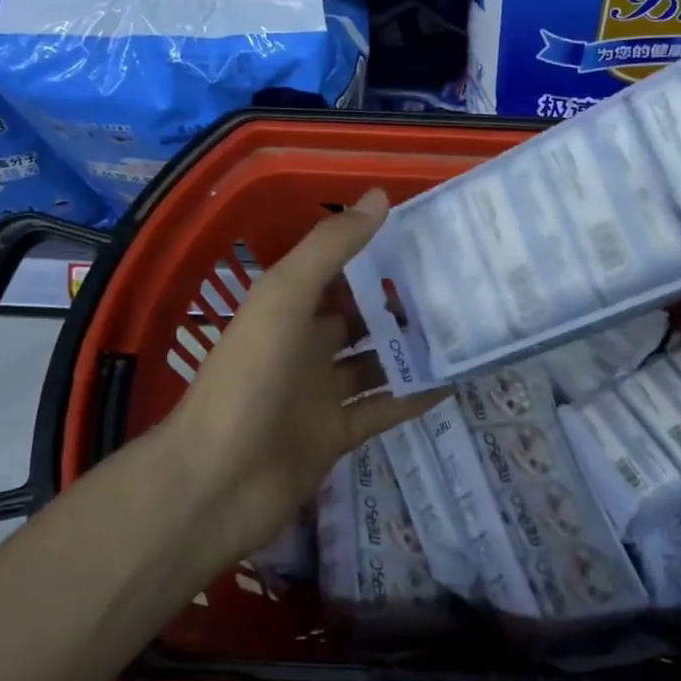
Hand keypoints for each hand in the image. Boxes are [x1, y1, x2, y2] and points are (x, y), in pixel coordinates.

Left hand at [161, 188, 437, 564]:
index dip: (374, 255)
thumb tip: (381, 197)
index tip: (425, 240)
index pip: (337, 273)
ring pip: (375, 364)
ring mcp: (319, 395)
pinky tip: (452, 383)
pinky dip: (412, 398)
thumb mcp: (284, 300)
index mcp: (287, 311)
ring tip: (464, 331)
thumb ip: (330, 249)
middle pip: (360, 319)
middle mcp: (304, 348)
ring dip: (411, 350)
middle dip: (401, 304)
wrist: (215, 483)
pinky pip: (381, 411)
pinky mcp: (335, 437)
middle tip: (458, 288)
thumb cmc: (247, 380)